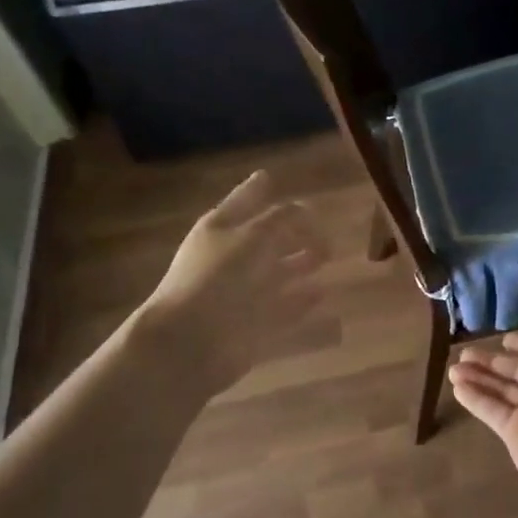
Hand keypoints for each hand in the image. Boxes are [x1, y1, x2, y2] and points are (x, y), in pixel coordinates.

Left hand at [137, 171, 332, 393]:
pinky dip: (301, 301)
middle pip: (264, 239)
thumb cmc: (218, 277)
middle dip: (291, 232)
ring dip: (299, 265)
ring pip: (275, 273)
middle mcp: (230, 257)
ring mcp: (240, 292)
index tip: (268, 176)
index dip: (255, 189)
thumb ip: (283, 219)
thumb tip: (304, 208)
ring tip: (326, 258)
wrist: (190, 341)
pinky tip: (322, 294)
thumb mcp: (254, 236)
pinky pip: (283, 308)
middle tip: (322, 230)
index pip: (242, 200)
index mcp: (220, 229)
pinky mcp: (251, 323)